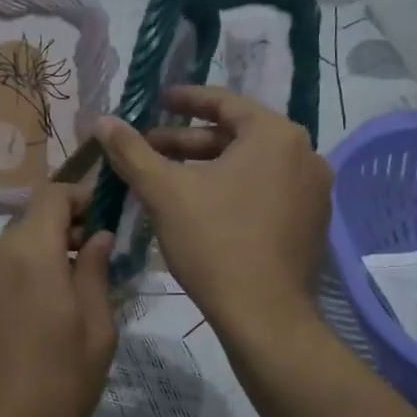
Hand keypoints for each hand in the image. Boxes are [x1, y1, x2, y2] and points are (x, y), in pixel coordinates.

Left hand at [0, 182, 117, 416]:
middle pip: (30, 223)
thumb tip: (99, 237)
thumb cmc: (57, 386)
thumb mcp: (96, 330)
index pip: (51, 195)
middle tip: (92, 265)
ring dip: (39, 259)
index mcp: (30, 254)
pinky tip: (30, 322)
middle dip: (63, 232)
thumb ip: (96, 272)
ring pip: (10, 251)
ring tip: (63, 300)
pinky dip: (16, 280)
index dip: (79, 198)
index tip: (102, 220)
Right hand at [93, 87, 331, 338]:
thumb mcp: (165, 192)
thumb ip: (132, 151)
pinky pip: (267, 191)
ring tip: (169, 179)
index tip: (158, 100)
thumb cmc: (215, 243)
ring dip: (209, 168)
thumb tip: (102, 120)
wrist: (265, 317)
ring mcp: (314, 191)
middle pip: (237, 136)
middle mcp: (304, 154)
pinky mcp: (312, 223)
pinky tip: (202, 208)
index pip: (225, 103)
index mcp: (275, 135)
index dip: (186, 100)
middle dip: (190, 142)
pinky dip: (234, 190)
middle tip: (151, 148)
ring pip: (252, 166)